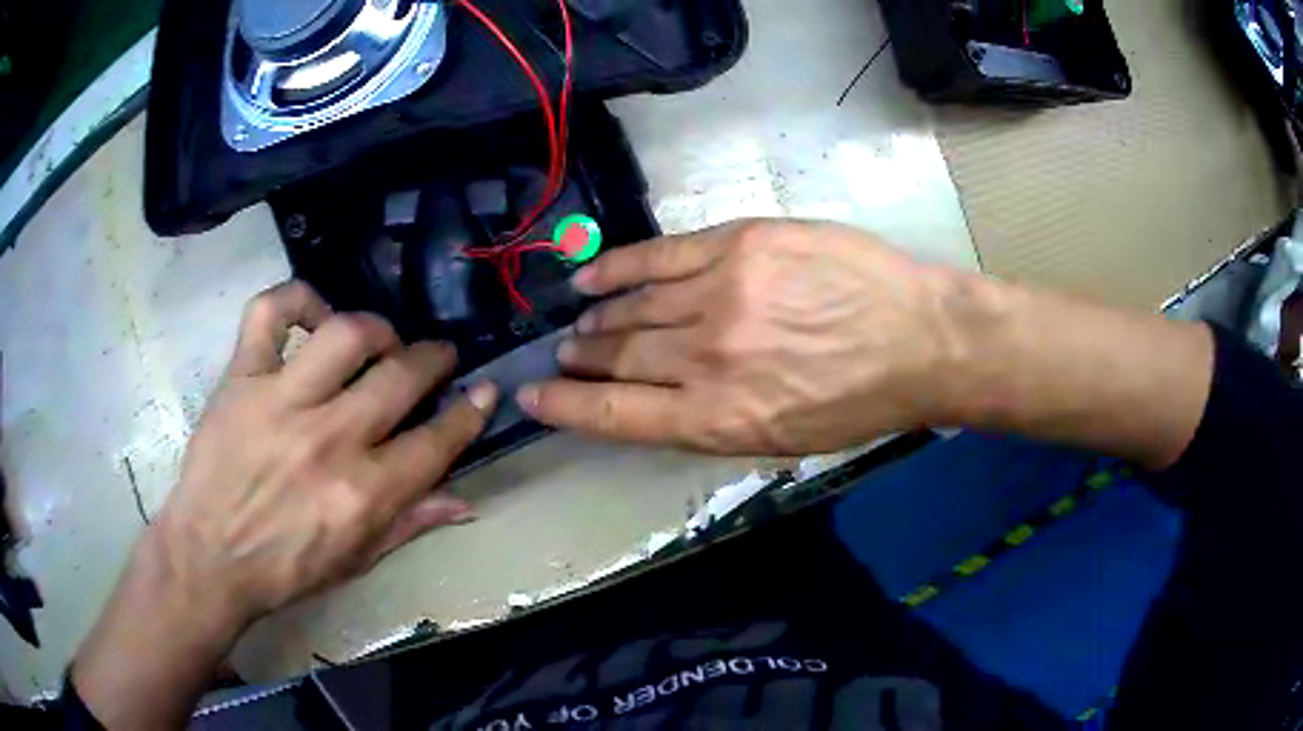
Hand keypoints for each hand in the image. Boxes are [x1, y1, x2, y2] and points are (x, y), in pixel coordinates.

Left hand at [73, 281, 496, 729]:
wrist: (210, 559)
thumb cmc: (285, 569)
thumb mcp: (356, 561)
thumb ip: (410, 524)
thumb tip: (465, 501)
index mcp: (363, 494)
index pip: (436, 441)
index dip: (469, 412)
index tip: (483, 391)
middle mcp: (329, 439)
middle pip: (401, 377)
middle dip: (433, 360)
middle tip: (436, 358)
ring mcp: (281, 400)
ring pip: (346, 334)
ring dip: (376, 330)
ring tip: (379, 340)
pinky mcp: (241, 378)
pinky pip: (269, 312)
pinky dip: (296, 298)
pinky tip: (312, 314)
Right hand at [517, 220, 966, 454]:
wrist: (919, 339)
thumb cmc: (858, 402)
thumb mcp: (784, 440)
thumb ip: (713, 421)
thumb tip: (658, 401)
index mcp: (718, 419)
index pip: (616, 414)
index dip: (567, 406)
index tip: (533, 395)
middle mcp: (707, 358)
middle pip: (620, 357)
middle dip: (583, 359)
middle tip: (564, 355)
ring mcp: (720, 294)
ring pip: (634, 307)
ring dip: (598, 319)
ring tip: (581, 323)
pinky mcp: (738, 244)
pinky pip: (659, 255)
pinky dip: (618, 267)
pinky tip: (592, 277)